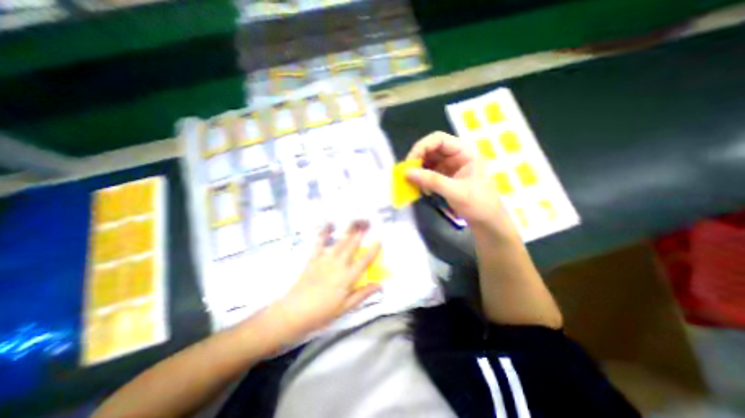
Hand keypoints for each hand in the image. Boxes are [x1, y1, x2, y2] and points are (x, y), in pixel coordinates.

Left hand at [271, 221, 379, 337]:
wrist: (294, 312)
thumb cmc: (322, 313)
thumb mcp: (345, 307)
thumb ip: (363, 294)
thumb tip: (379, 286)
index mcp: (348, 277)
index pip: (364, 261)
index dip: (373, 250)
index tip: (379, 240)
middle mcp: (339, 264)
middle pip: (353, 245)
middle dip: (361, 232)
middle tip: (368, 222)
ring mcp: (325, 259)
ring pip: (340, 241)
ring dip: (349, 229)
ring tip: (356, 220)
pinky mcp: (314, 258)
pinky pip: (320, 242)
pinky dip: (325, 232)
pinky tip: (329, 223)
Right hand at [407, 131, 518, 241]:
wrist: (487, 222)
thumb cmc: (479, 205)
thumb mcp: (457, 192)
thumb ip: (433, 181)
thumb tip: (407, 172)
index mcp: (463, 153)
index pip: (439, 140)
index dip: (422, 147)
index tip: (410, 162)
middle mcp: (454, 157)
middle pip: (430, 149)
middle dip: (417, 160)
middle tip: (407, 174)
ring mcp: (448, 168)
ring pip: (426, 162)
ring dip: (417, 171)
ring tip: (412, 183)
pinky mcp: (443, 178)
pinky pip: (427, 174)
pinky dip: (420, 180)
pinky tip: (420, 190)